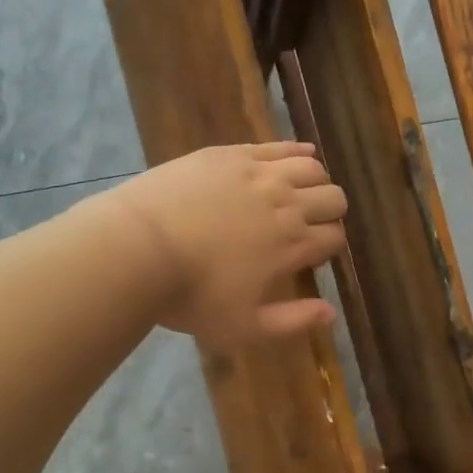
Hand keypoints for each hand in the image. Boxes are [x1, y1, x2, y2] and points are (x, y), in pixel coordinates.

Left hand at [113, 142, 347, 347]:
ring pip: (312, 168)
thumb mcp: (244, 327)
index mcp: (293, 245)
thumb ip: (292, 321)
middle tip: (310, 226)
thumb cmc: (190, 295)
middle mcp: (287, 203)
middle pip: (333, 198)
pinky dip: (295, 150)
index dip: (330, 247)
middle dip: (330, 213)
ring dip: (316, 182)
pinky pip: (277, 145)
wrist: (136, 248)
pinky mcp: (231, 154)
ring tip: (301, 194)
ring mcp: (259, 173)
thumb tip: (331, 313)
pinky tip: (298, 156)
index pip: (335, 237)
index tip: (313, 257)